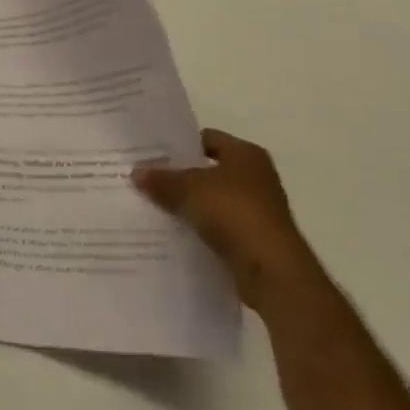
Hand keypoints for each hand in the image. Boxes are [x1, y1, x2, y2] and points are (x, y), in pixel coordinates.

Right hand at [132, 130, 319, 310]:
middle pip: (209, 171)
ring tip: (154, 208)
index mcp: (246, 155)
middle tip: (147, 180)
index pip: (208, 138)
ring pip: (213, 202)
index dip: (180, 145)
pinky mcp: (254, 241)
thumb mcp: (190, 189)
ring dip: (189, 206)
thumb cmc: (235, 213)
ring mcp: (258, 212)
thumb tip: (136, 172)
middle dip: (181, 177)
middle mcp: (256, 178)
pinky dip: (200, 230)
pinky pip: (219, 229)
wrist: (272, 271)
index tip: (153, 154)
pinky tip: (174, 235)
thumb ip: (163, 179)